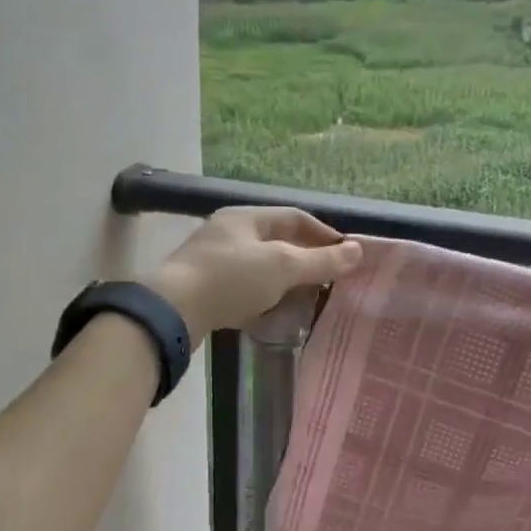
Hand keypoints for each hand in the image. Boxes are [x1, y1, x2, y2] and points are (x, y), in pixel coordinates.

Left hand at [146, 207, 362, 338]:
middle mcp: (228, 232)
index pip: (295, 217)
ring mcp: (213, 260)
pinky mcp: (204, 288)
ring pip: (260, 266)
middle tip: (329, 280)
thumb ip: (321, 260)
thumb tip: (359, 250)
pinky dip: (263, 297)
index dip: (324, 234)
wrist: (172, 311)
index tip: (346, 256)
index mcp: (246, 217)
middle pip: (277, 241)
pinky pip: (243, 288)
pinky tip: (273, 313)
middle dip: (305, 259)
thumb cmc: (231, 279)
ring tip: (306, 299)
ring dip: (284, 281)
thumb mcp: (283, 267)